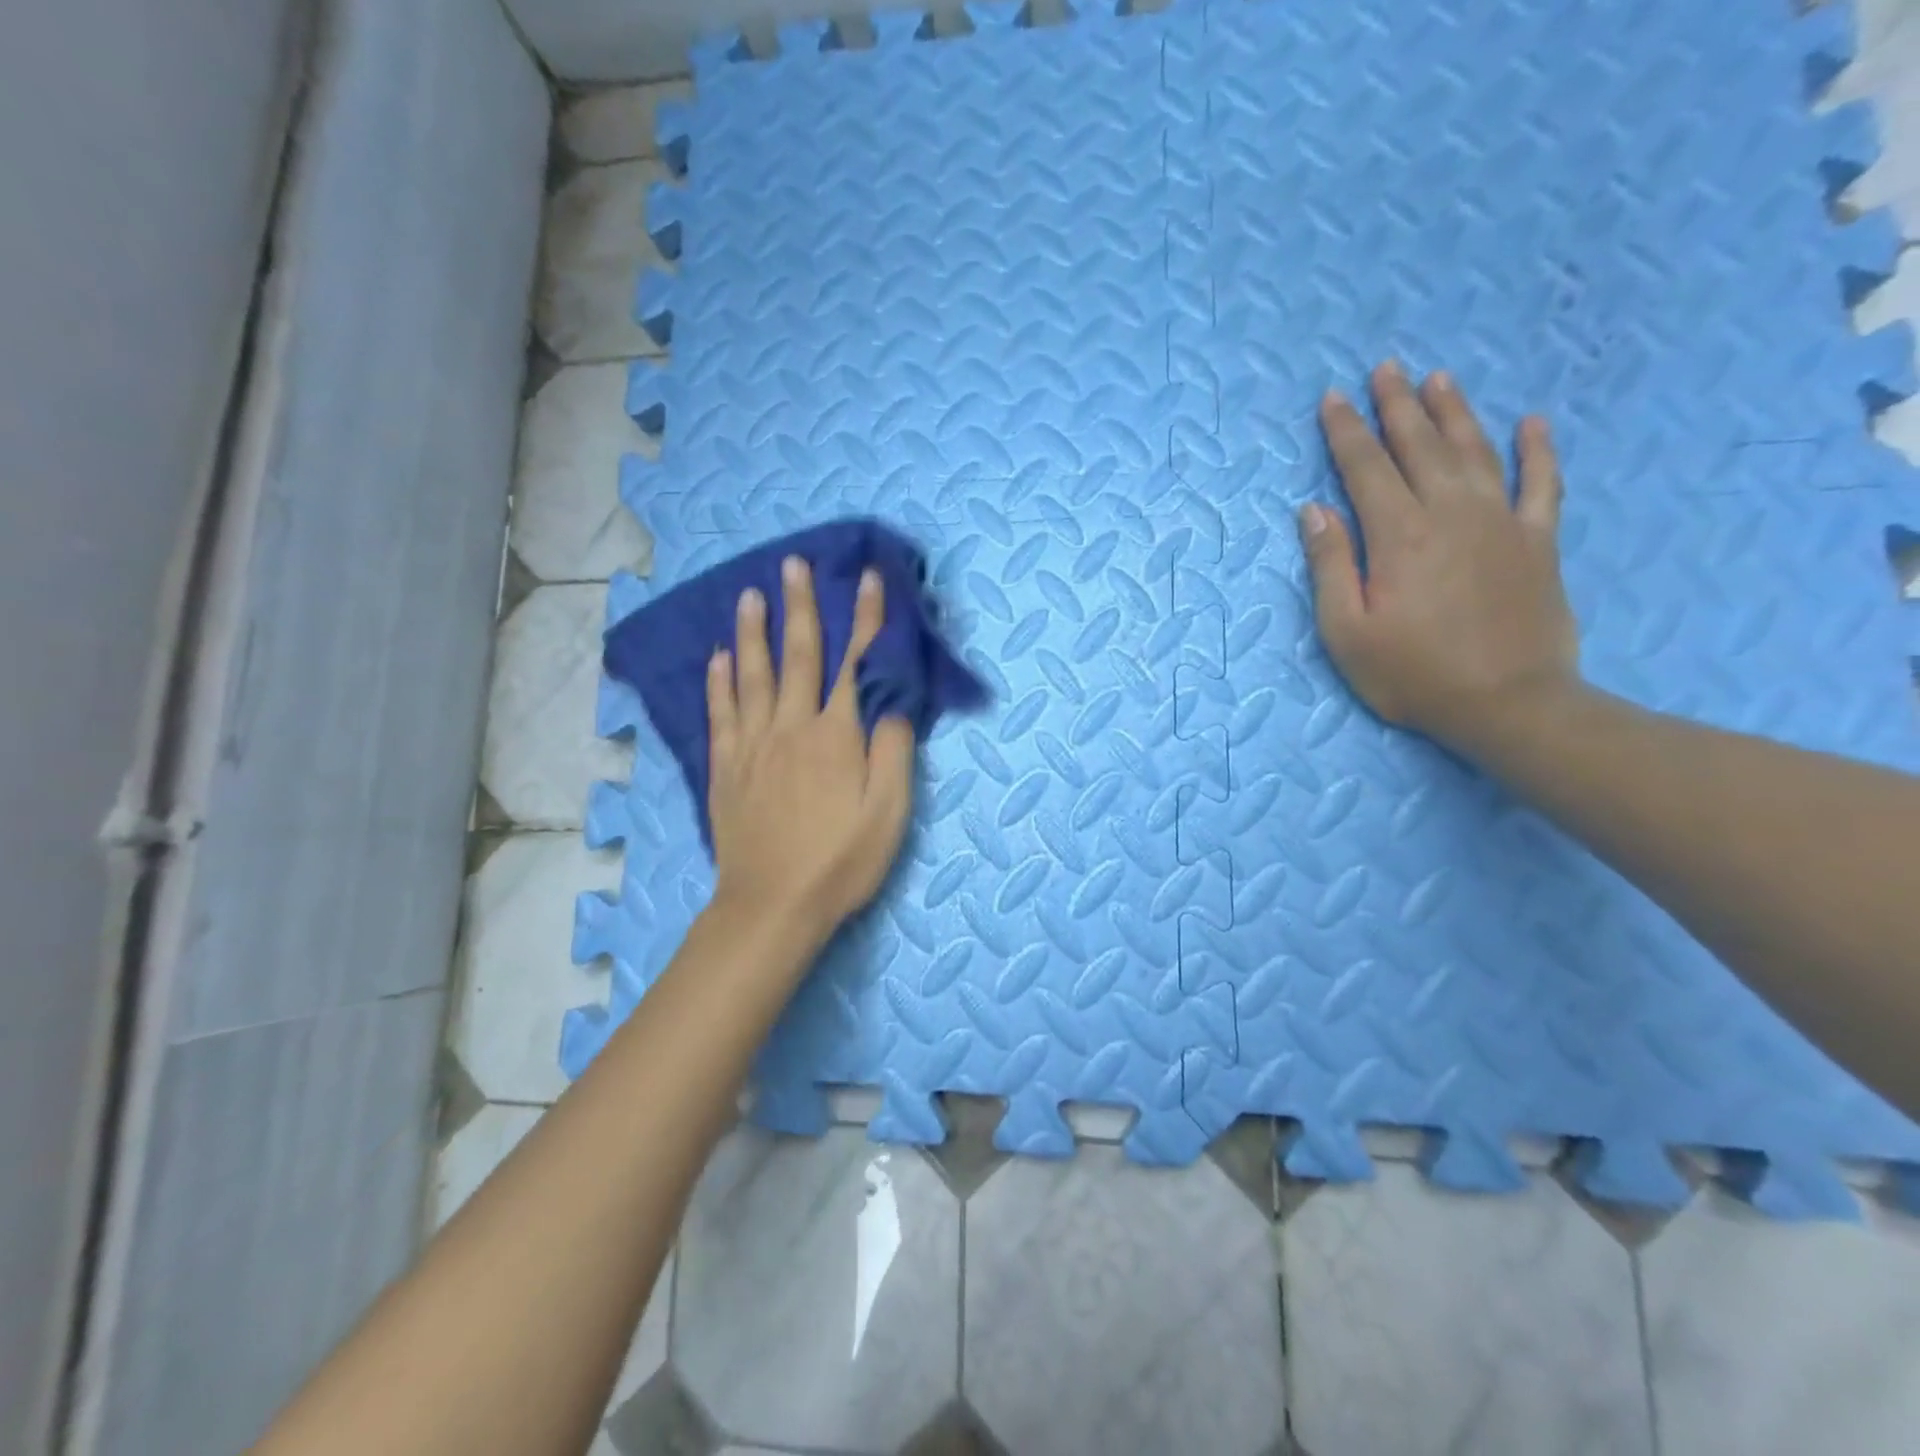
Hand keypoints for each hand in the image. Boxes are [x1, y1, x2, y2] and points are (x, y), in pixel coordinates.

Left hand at [706, 556, 915, 945]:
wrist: (773, 905)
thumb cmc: (841, 861)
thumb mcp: (889, 811)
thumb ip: (893, 750)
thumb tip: (893, 700)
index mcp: (837, 735)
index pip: (855, 664)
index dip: (865, 620)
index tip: (868, 579)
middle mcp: (791, 727)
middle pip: (797, 656)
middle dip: (800, 607)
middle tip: (793, 564)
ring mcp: (753, 745)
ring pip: (751, 676)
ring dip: (753, 632)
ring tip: (750, 596)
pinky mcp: (726, 768)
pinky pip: (720, 713)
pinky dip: (719, 681)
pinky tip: (718, 659)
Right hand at [1300, 361, 1580, 753]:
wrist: (1509, 704)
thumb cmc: (1412, 674)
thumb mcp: (1346, 631)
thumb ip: (1330, 566)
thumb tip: (1314, 510)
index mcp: (1399, 535)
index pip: (1366, 468)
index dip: (1346, 432)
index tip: (1331, 399)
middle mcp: (1451, 514)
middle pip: (1420, 447)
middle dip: (1397, 406)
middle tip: (1384, 369)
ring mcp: (1501, 523)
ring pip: (1476, 451)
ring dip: (1454, 413)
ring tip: (1438, 379)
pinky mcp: (1538, 542)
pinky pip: (1541, 483)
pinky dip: (1537, 450)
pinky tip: (1531, 422)